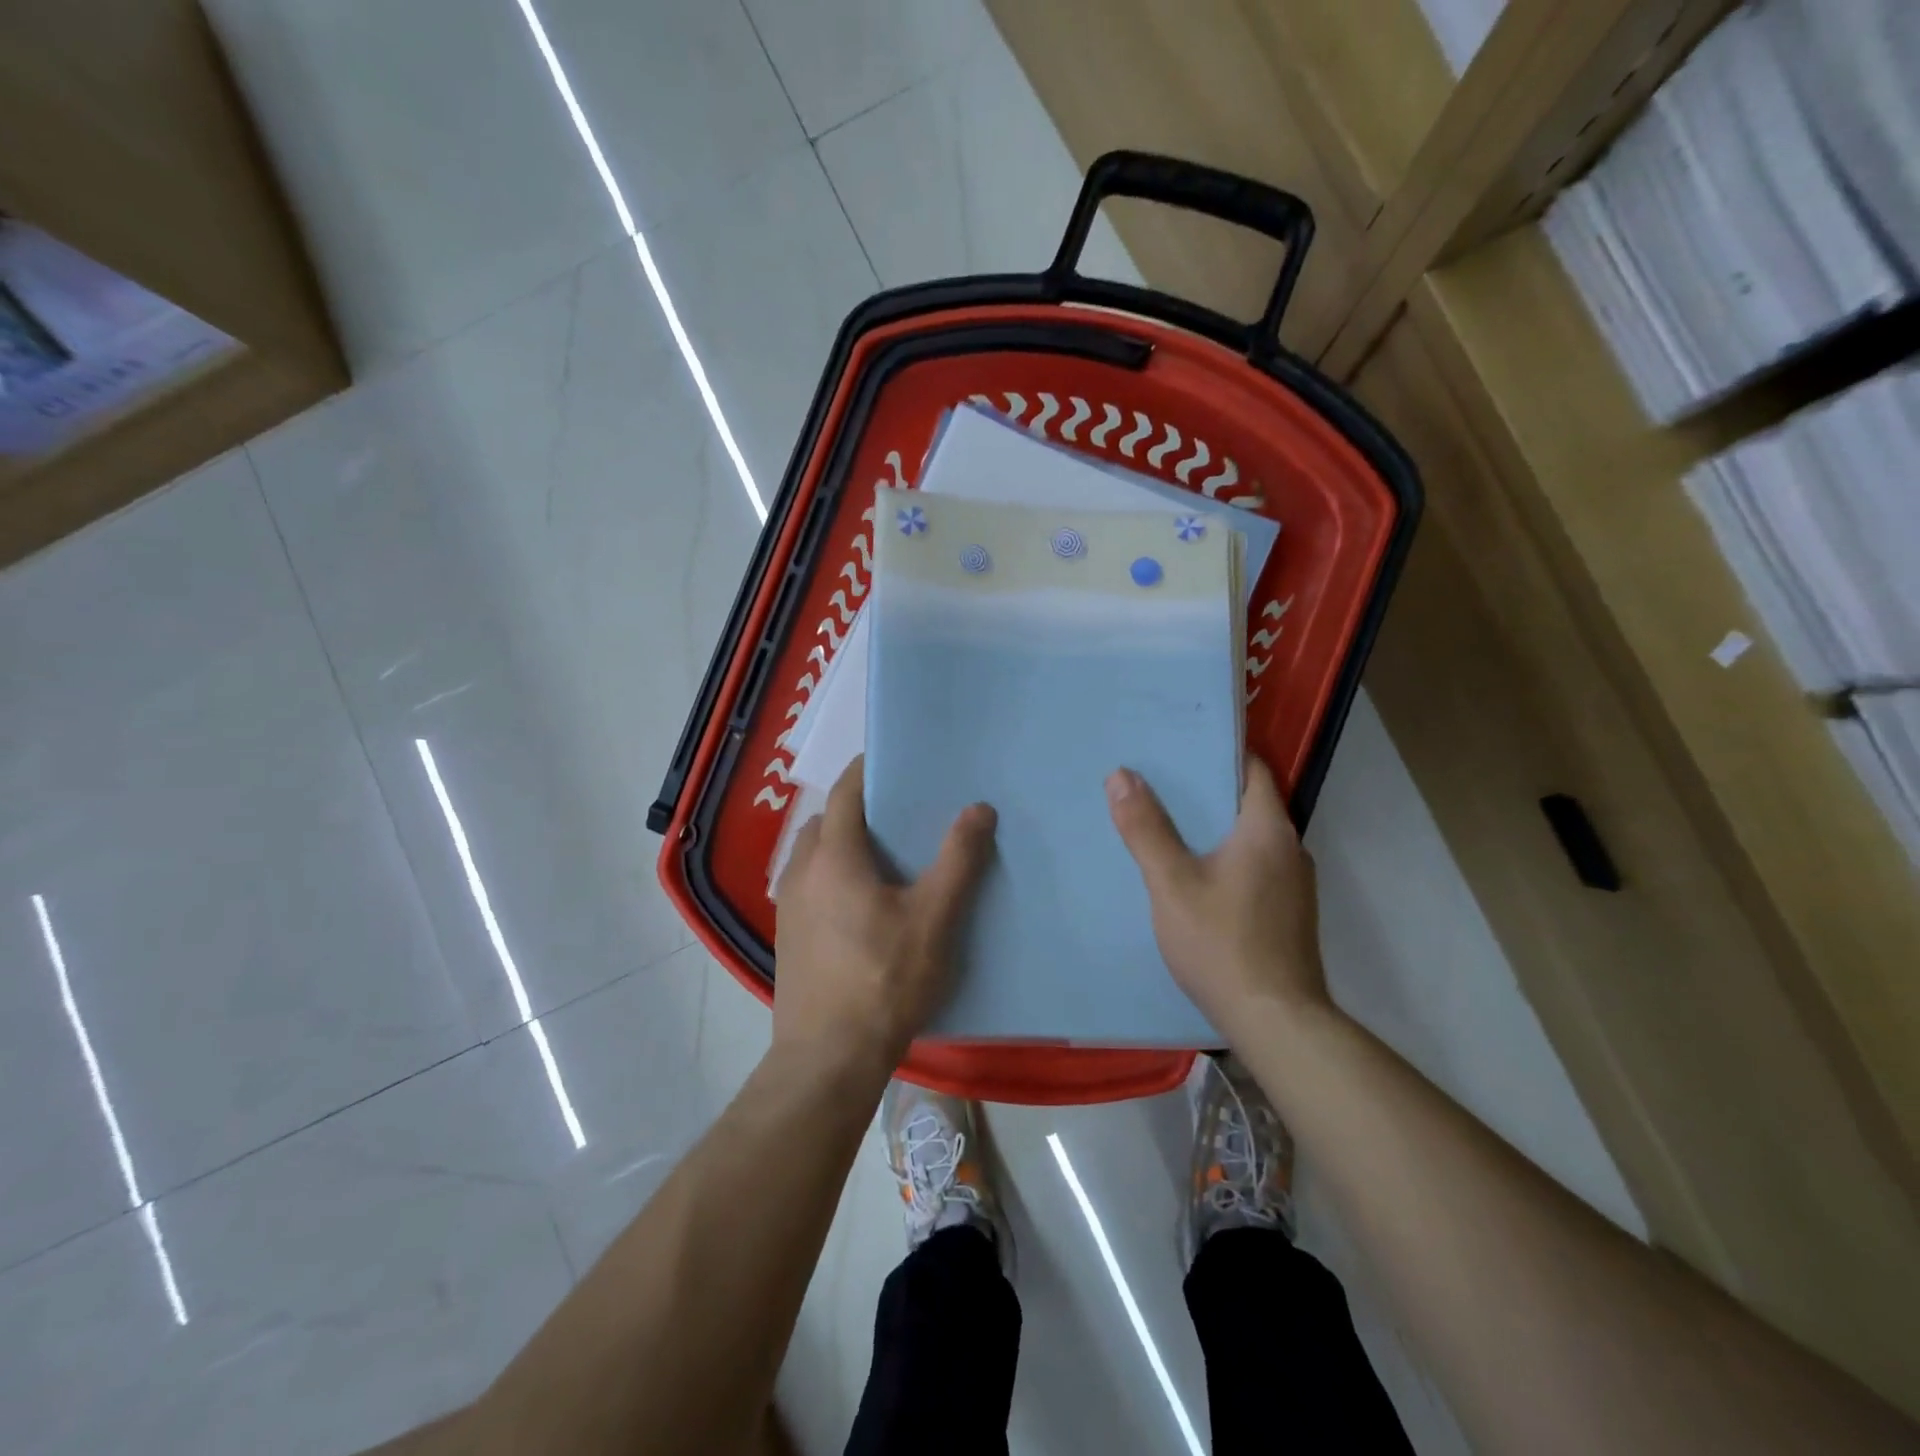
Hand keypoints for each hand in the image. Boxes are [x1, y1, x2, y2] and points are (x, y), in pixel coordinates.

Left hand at [773, 757, 996, 1077]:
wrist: (828, 1059)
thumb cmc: (885, 980)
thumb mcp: (934, 918)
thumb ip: (958, 859)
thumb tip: (978, 808)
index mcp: (833, 855)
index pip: (848, 790)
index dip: (870, 770)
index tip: (900, 762)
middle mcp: (801, 870)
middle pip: (828, 819)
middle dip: (859, 808)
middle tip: (902, 814)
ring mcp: (787, 904)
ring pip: (814, 853)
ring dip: (843, 843)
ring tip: (887, 858)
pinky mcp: (787, 935)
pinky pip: (810, 883)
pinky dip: (833, 873)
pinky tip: (863, 903)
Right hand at [1105, 757, 1330, 1034]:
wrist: (1276, 1022)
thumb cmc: (1223, 944)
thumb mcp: (1172, 884)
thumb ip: (1146, 829)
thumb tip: (1121, 775)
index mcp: (1269, 830)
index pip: (1252, 770)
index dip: (1218, 753)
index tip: (1179, 746)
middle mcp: (1291, 849)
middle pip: (1250, 803)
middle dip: (1207, 791)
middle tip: (1159, 783)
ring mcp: (1295, 885)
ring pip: (1252, 839)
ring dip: (1217, 828)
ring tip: (1171, 825)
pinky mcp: (1290, 914)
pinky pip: (1256, 867)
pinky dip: (1228, 858)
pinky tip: (1197, 875)